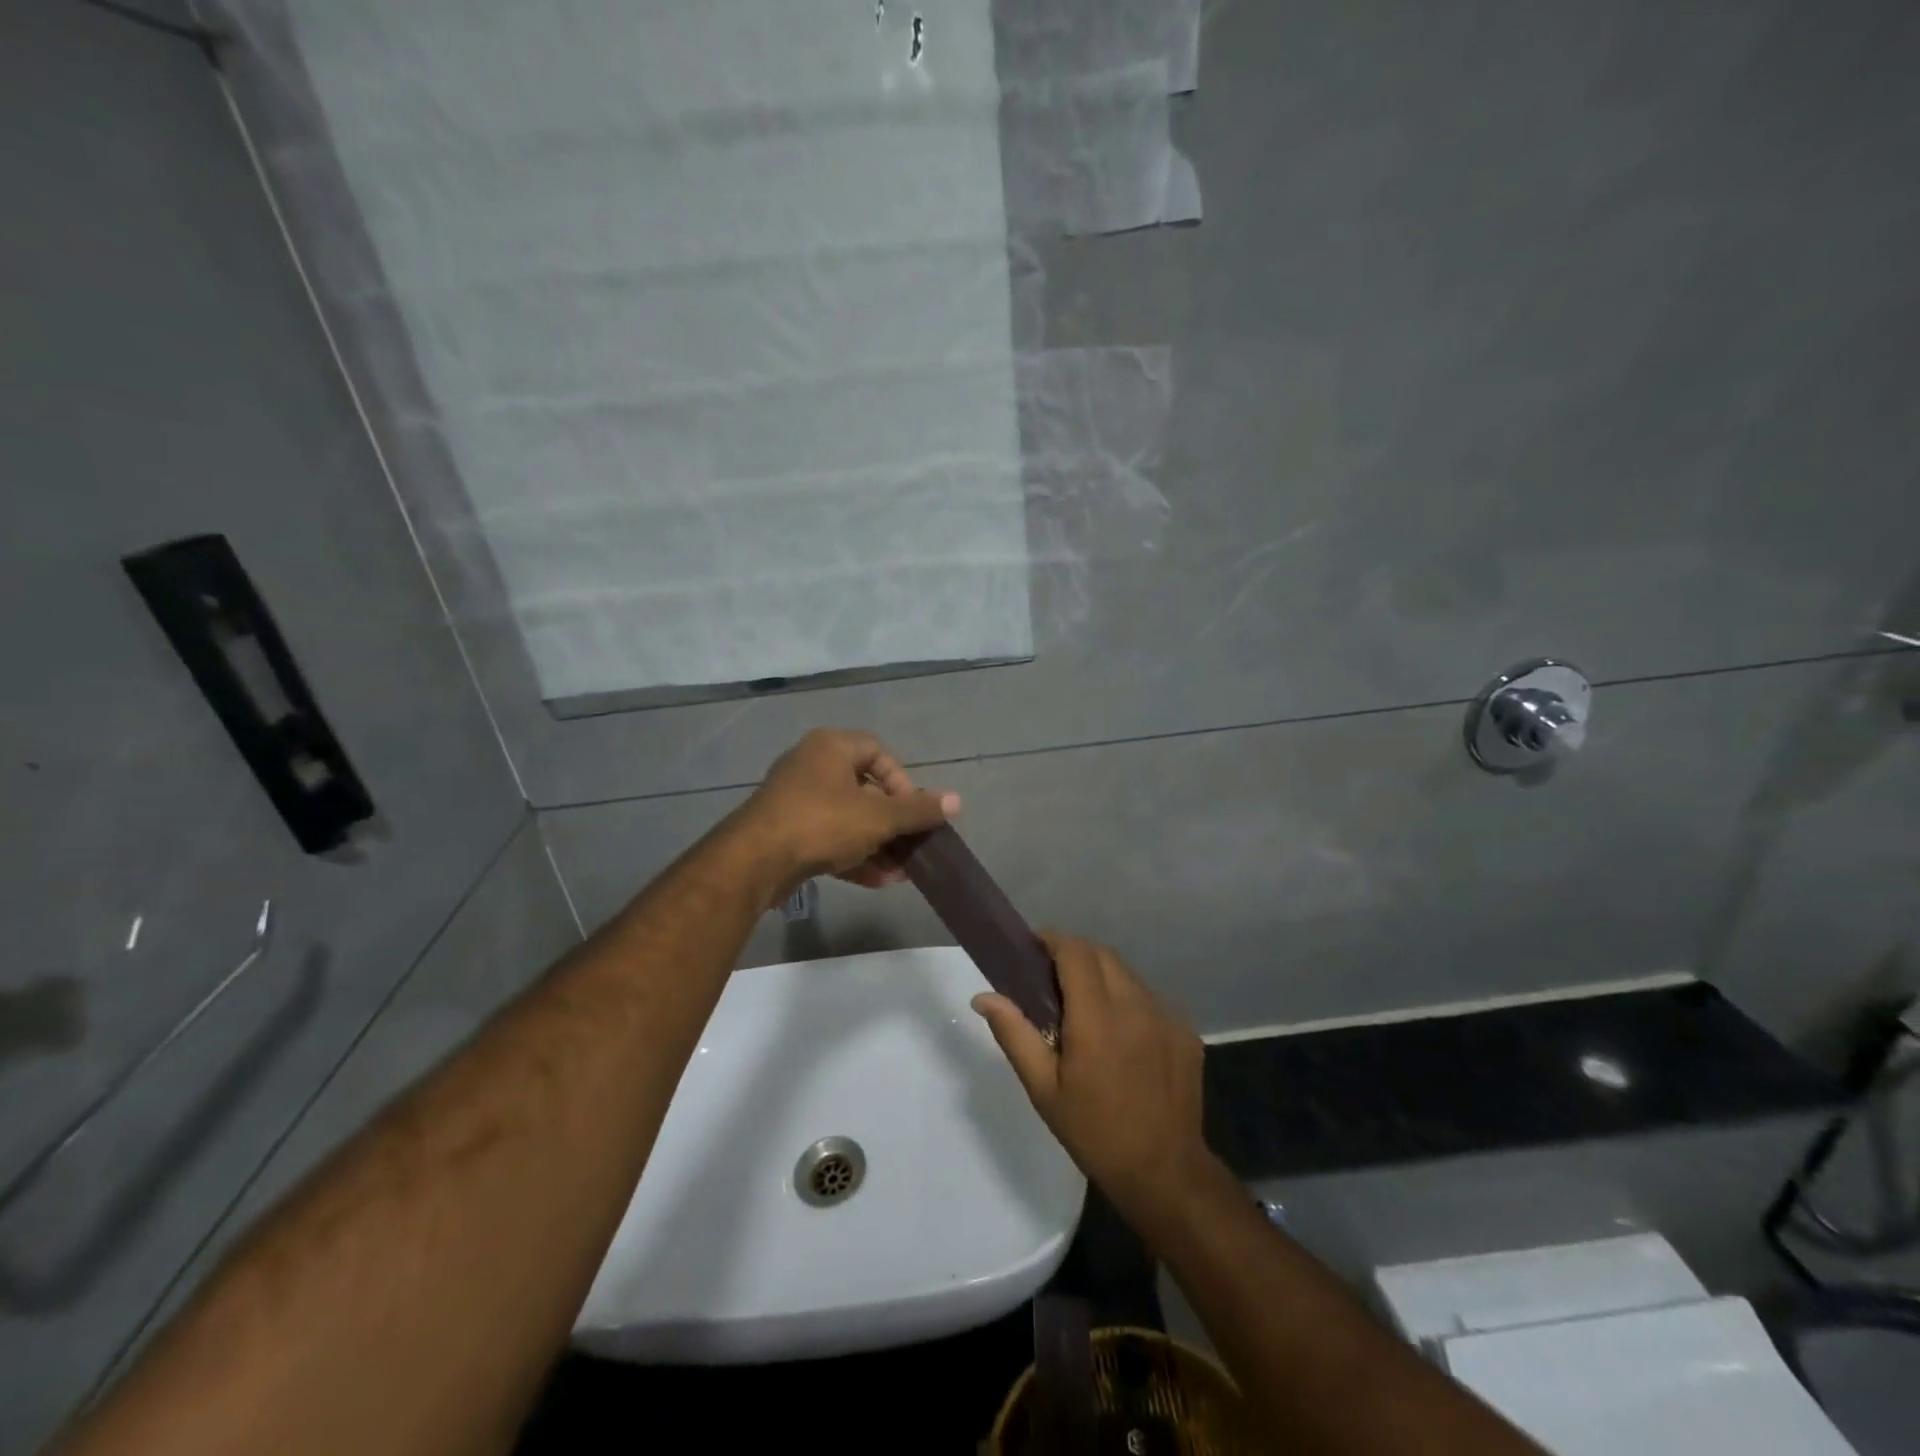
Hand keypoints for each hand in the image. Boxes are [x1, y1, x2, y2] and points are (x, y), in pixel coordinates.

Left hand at [733, 729, 958, 894]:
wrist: (754, 861)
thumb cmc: (821, 823)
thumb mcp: (878, 816)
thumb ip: (918, 810)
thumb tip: (957, 801)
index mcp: (830, 748)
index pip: (878, 752)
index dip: (902, 781)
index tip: (913, 811)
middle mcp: (811, 767)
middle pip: (865, 790)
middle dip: (893, 823)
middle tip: (912, 845)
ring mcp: (796, 802)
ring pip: (848, 820)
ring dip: (877, 845)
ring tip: (901, 872)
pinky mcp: (787, 833)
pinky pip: (829, 839)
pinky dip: (853, 857)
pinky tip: (878, 882)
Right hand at [973, 934, 1211, 1223]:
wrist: (1165, 1173)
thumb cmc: (1094, 1132)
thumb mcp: (1043, 1089)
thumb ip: (1014, 1035)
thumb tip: (983, 997)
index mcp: (1097, 1018)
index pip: (1076, 952)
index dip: (1053, 941)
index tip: (1034, 950)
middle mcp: (1135, 1006)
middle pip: (1102, 955)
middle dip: (1075, 955)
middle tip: (1053, 980)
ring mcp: (1167, 1017)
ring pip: (1128, 974)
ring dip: (1103, 977)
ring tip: (1086, 1008)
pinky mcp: (1186, 1032)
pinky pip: (1150, 999)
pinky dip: (1129, 1001)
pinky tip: (1120, 1035)